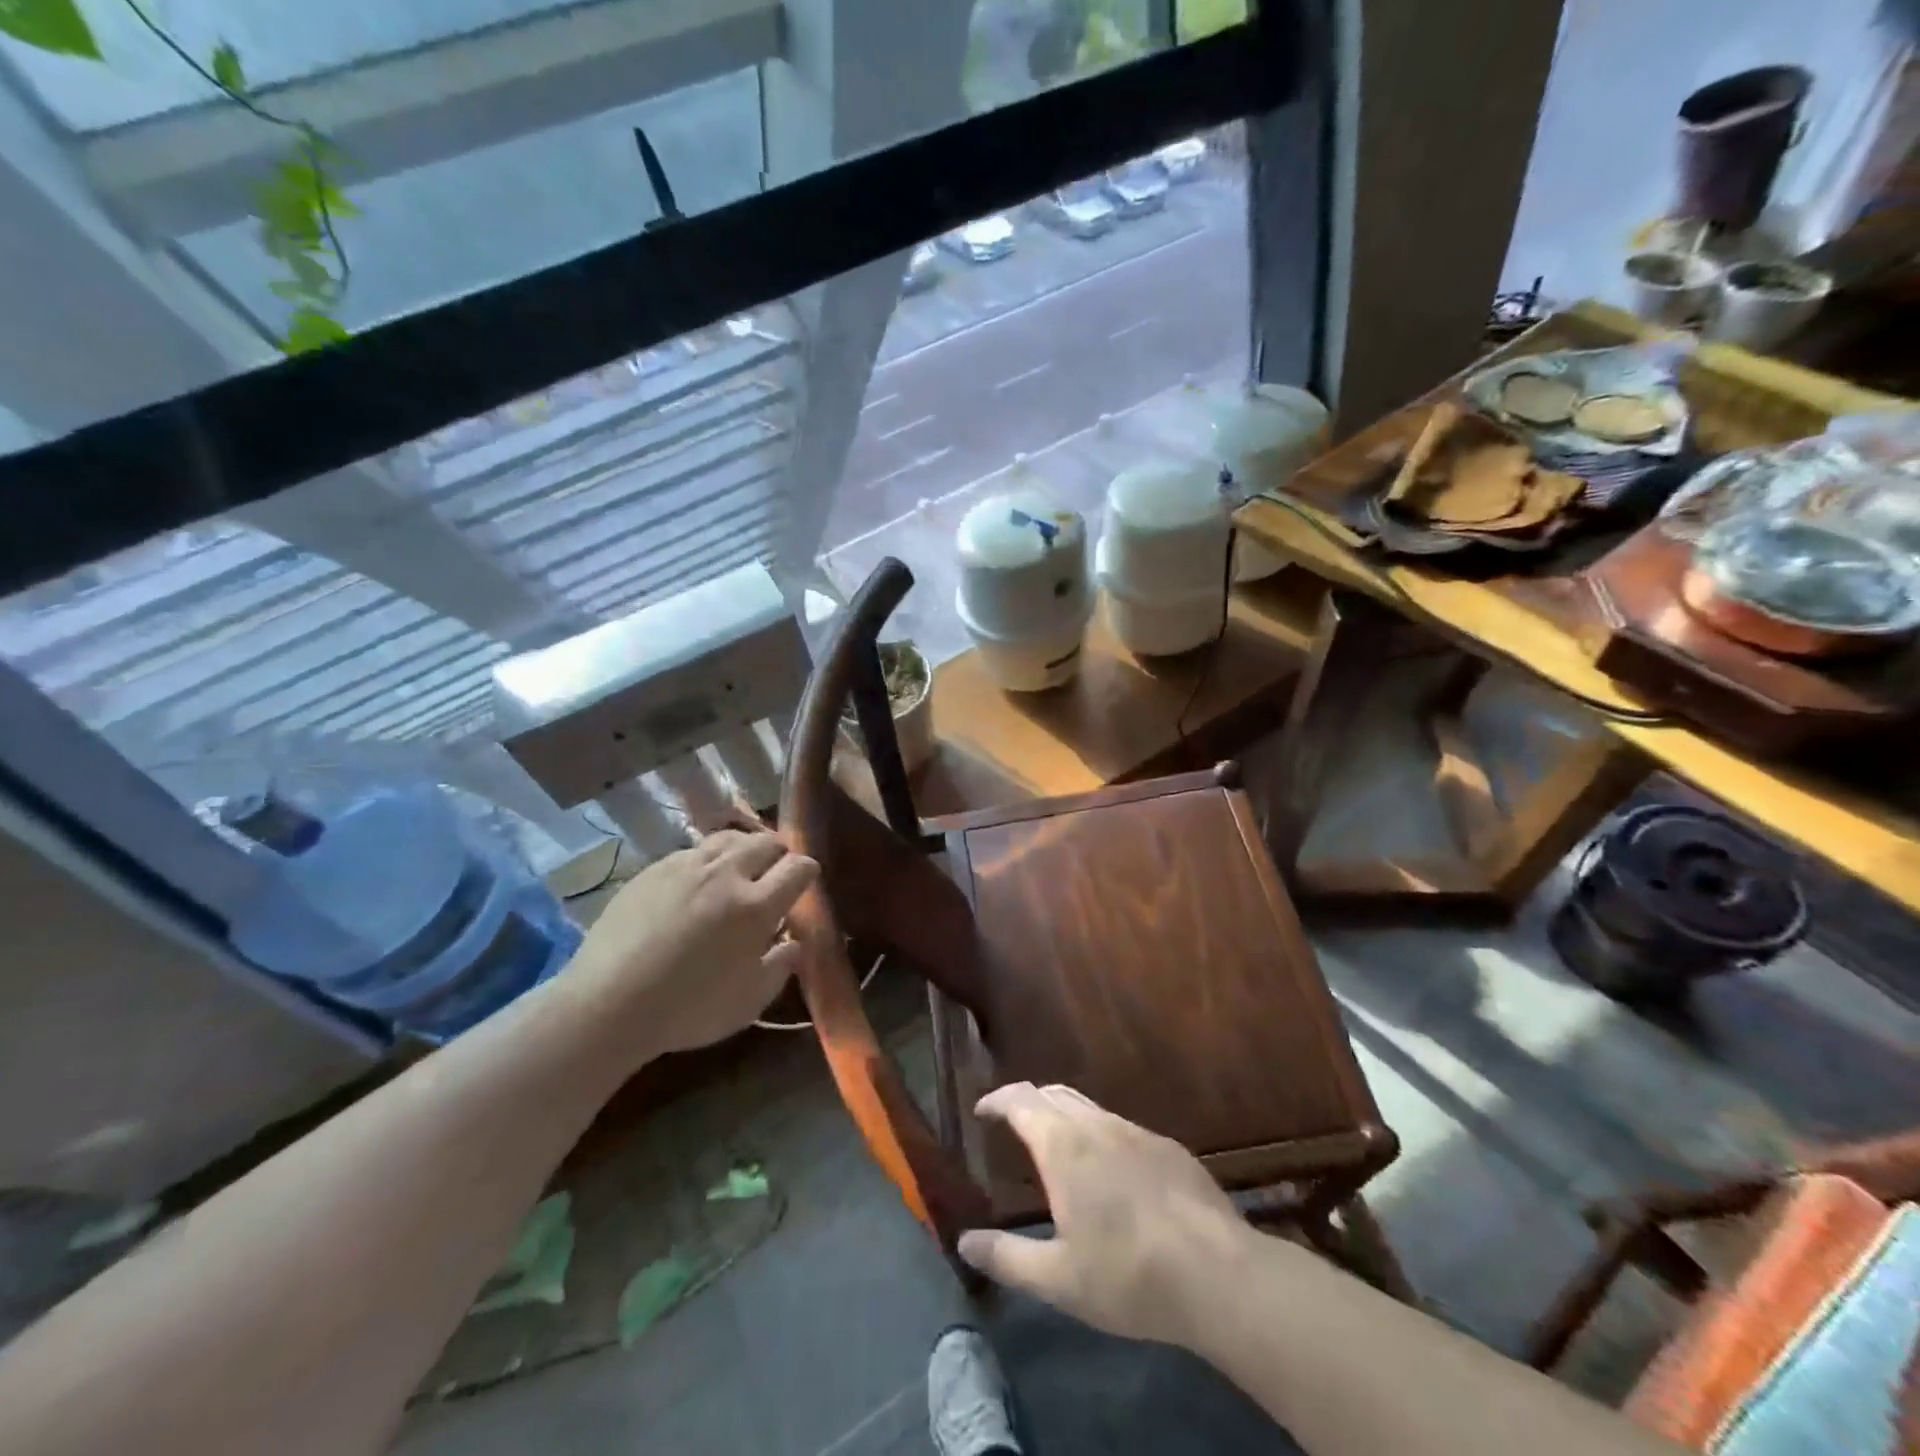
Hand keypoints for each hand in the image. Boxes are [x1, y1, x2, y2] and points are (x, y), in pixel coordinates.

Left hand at [563, 830, 817, 1057]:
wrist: (607, 1005)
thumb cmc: (687, 1010)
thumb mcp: (748, 1002)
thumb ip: (780, 967)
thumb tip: (795, 944)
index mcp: (756, 906)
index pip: (798, 868)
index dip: (808, 871)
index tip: (806, 881)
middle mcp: (726, 874)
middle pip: (765, 842)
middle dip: (779, 854)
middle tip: (775, 872)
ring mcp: (686, 867)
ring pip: (728, 838)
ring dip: (744, 848)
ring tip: (740, 867)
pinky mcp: (653, 870)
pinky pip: (692, 851)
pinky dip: (707, 859)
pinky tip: (698, 881)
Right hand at [956, 1083, 1250, 1348]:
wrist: (1219, 1275)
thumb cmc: (1128, 1275)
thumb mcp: (1058, 1279)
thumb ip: (1007, 1258)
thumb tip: (965, 1242)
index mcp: (1062, 1145)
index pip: (1020, 1100)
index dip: (996, 1100)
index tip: (982, 1112)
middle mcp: (1096, 1124)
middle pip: (1053, 1094)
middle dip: (1028, 1103)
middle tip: (1013, 1127)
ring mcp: (1136, 1131)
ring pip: (1089, 1107)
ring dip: (1064, 1117)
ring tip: (1057, 1149)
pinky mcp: (1168, 1147)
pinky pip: (1121, 1127)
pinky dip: (1099, 1134)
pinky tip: (1111, 1174)